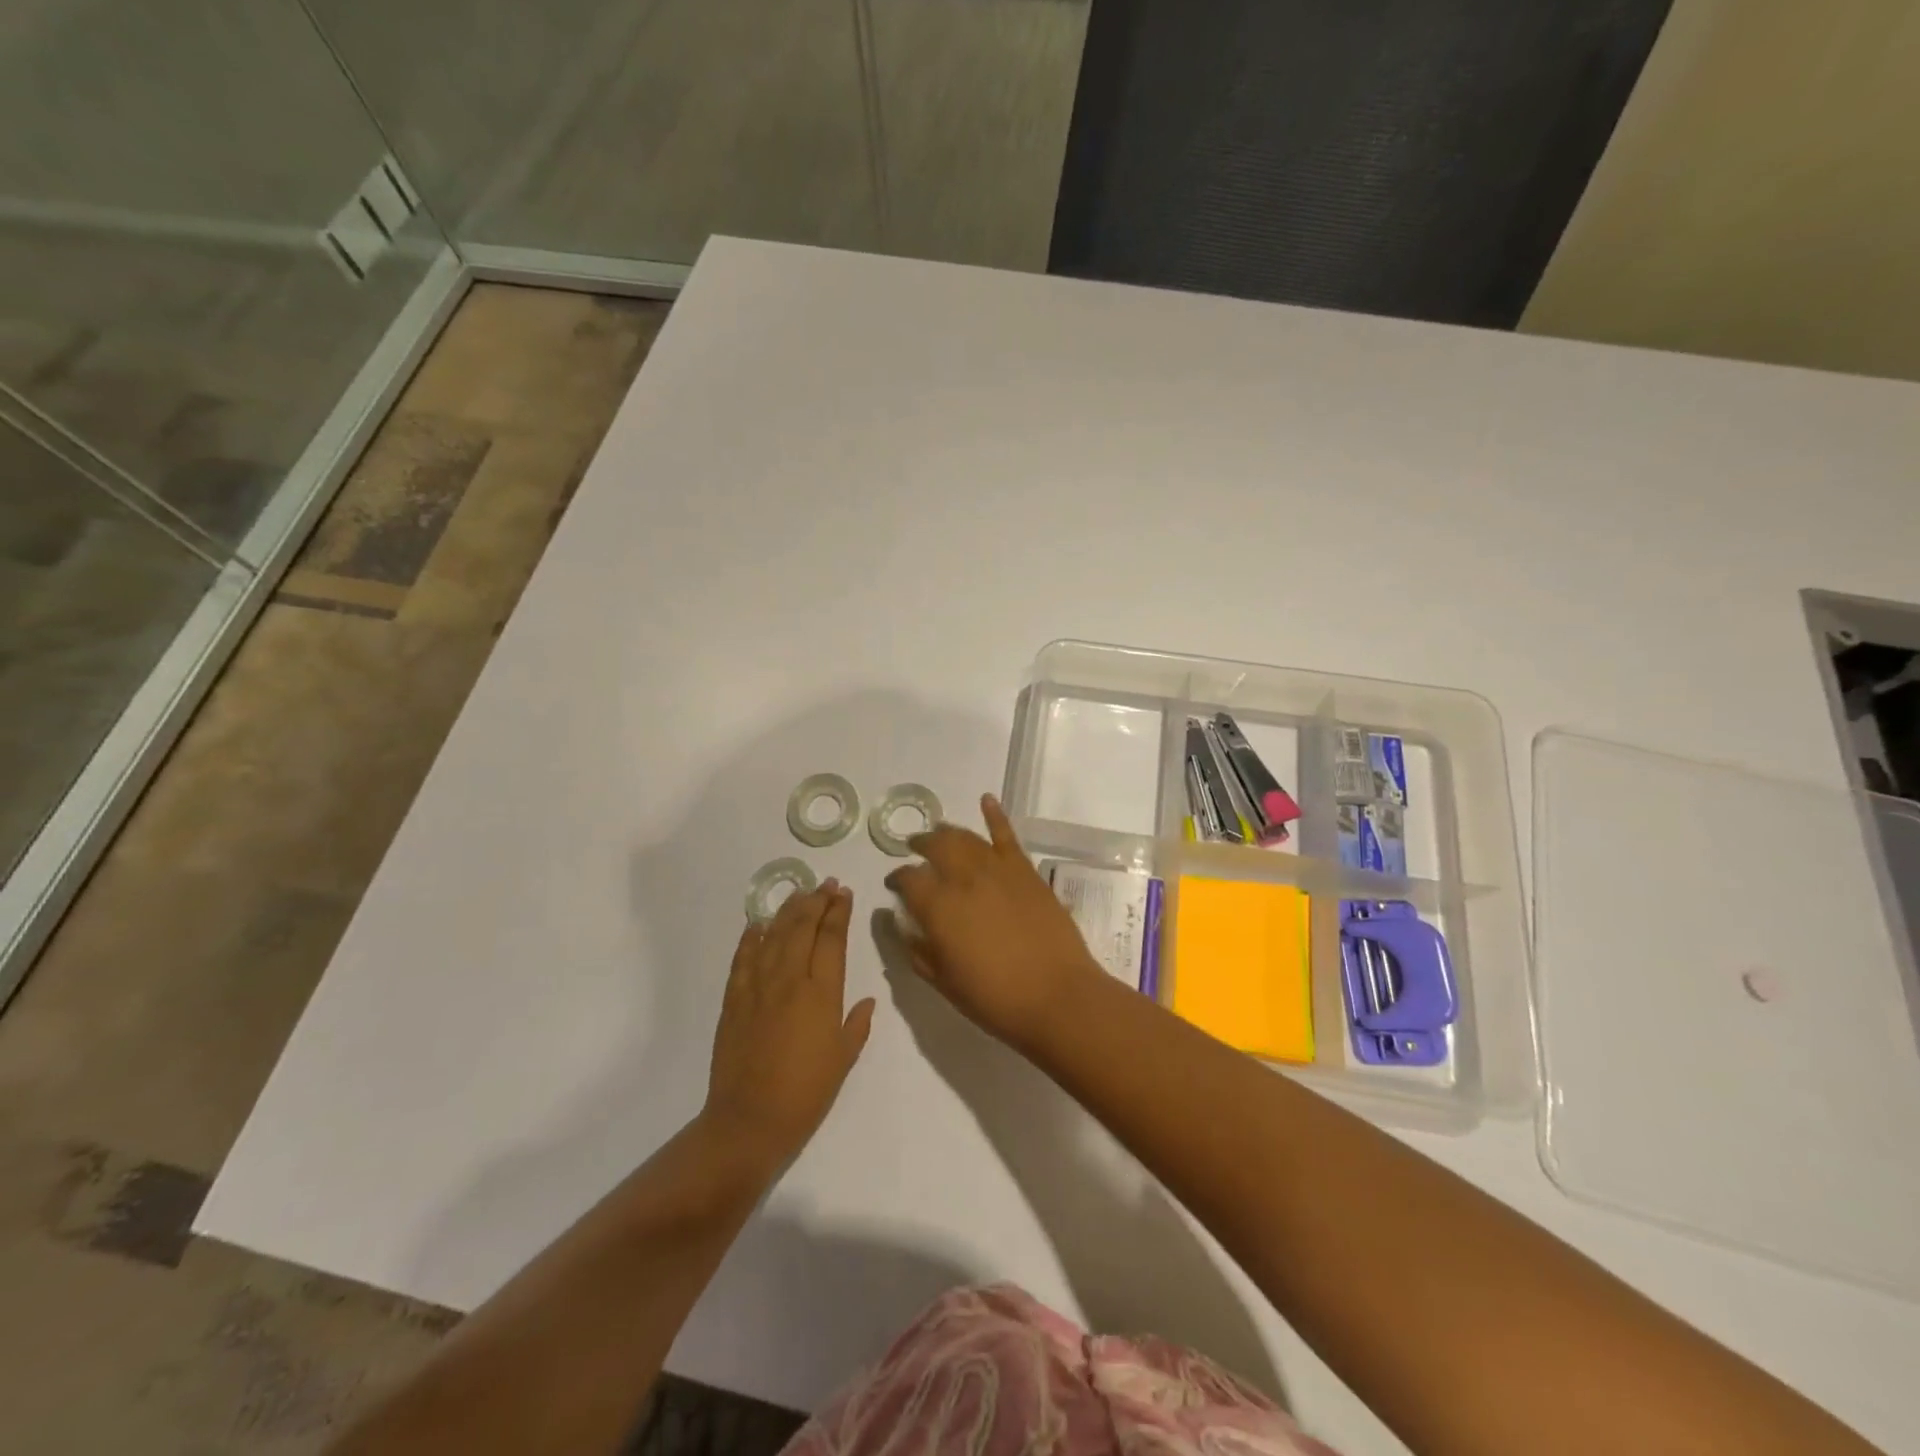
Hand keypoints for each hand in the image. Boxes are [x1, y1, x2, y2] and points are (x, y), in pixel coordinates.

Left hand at [703, 879, 875, 1166]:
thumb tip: (867, 1000)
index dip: (839, 912)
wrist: (750, 1120)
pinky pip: (743, 958)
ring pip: (774, 935)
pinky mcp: (734, 999)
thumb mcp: (843, 1059)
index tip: (844, 893)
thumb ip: (856, 1025)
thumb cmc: (806, 1093)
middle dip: (816, 901)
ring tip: (800, 893)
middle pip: (803, 928)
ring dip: (788, 910)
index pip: (832, 939)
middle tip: (826, 884)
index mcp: (822, 993)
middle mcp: (790, 980)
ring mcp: (758, 987)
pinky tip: (759, 923)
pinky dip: (752, 937)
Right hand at [884, 795, 1105, 1050]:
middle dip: (920, 845)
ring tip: (939, 834)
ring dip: (948, 832)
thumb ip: (916, 948)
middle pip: (935, 846)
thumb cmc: (994, 997)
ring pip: (965, 837)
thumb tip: (898, 923)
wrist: (1057, 995)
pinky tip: (986, 800)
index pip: (907, 879)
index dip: (897, 879)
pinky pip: (1007, 835)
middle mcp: (964, 878)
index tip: (894, 885)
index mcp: (938, 906)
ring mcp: (997, 869)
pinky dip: (995, 814)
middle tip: (914, 850)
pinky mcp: (1025, 870)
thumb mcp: (943, 981)